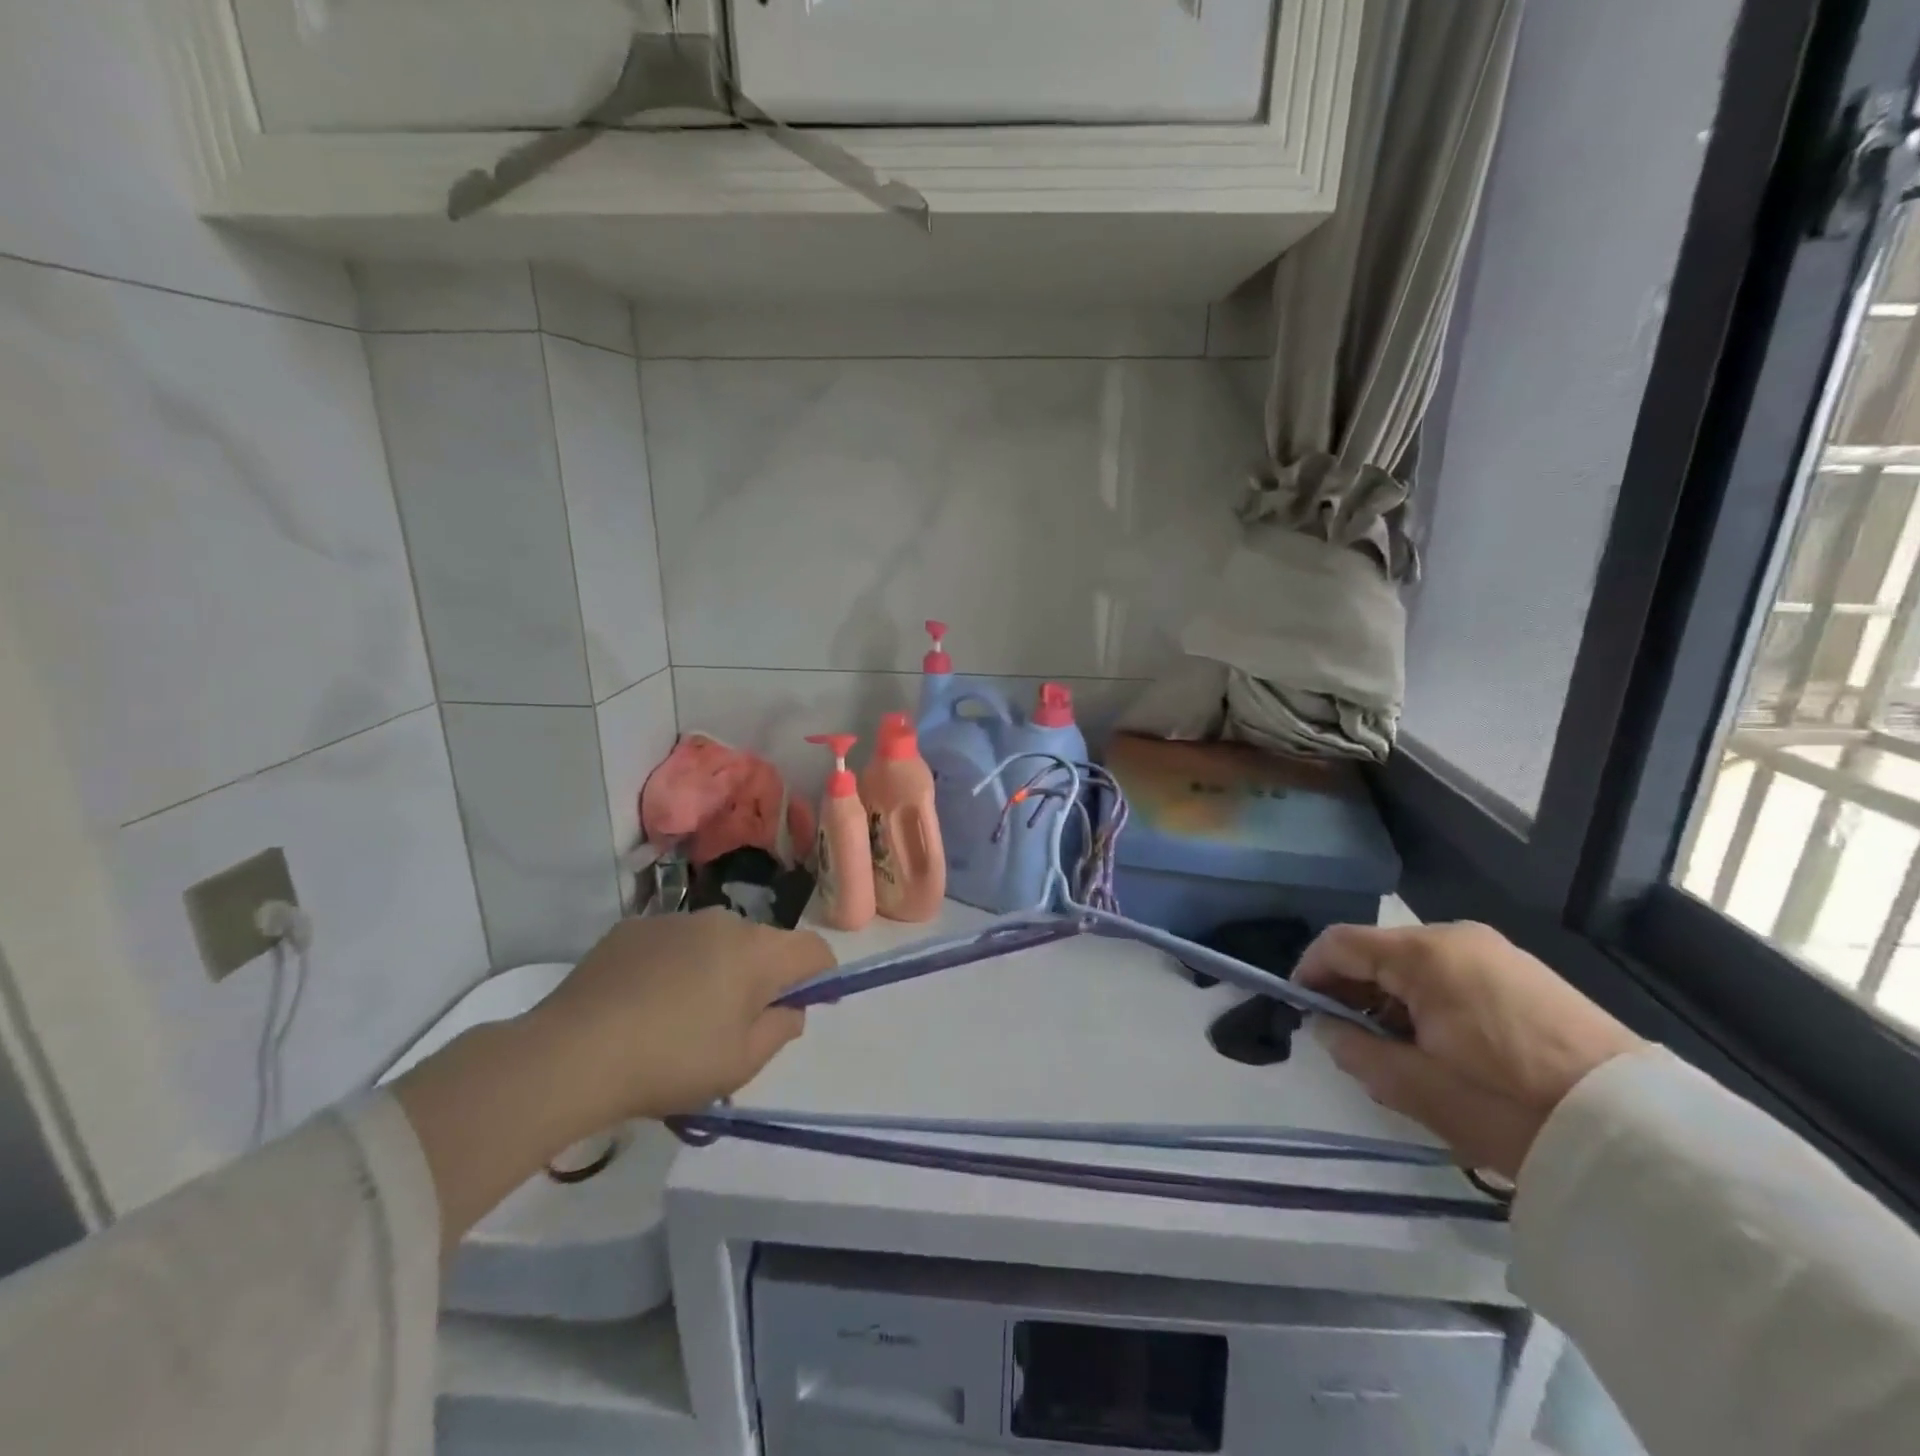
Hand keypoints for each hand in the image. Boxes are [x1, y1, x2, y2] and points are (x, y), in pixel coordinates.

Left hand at [529, 909, 836, 1125]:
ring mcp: (675, 919)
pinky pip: (674, 942)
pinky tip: (644, 1002)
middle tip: (735, 1024)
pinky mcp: (633, 927)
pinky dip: (675, 965)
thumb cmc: (670, 1062)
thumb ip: (781, 1029)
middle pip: (764, 944)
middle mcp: (723, 922)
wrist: (570, 1054)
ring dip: (717, 969)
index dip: (820, 977)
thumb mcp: (740, 1064)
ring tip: (683, 1016)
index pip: (814, 949)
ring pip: (717, 941)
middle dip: (762, 977)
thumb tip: (789, 1007)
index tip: (802, 1006)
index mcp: (757, 952)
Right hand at [1296, 921, 1645, 1178]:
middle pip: (1377, 951)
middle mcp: (1456, 937)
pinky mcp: (1527, 975)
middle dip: (1352, 991)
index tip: (1300, 1011)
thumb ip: (1355, 1051)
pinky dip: (1428, 1001)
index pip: (1338, 943)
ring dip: (1390, 999)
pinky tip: (1440, 1046)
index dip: (1310, 973)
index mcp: (1423, 953)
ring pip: (1415, 965)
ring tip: (1395, 1051)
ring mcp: (1496, 952)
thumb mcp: (1417, 1087)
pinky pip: (1453, 975)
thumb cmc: (1510, 1104)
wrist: (1640, 1135)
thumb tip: (1326, 1029)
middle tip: (1347, 1041)